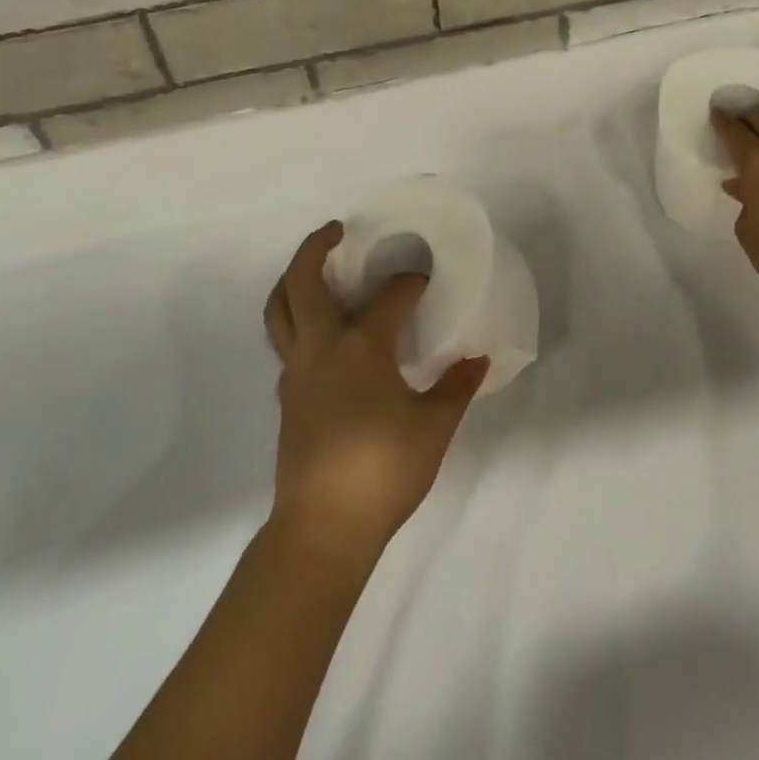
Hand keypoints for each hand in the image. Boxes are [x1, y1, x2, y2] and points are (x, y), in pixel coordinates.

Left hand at [261, 222, 487, 565]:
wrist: (322, 529)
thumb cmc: (382, 471)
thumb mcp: (433, 428)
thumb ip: (456, 388)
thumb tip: (478, 359)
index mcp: (361, 347)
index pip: (389, 297)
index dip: (410, 282)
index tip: (425, 277)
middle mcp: (322, 348)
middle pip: (303, 282)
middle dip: (316, 248)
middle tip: (336, 231)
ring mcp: (297, 371)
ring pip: (280, 309)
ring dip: (292, 280)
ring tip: (314, 268)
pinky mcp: (287, 396)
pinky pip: (285, 341)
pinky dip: (296, 319)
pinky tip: (323, 334)